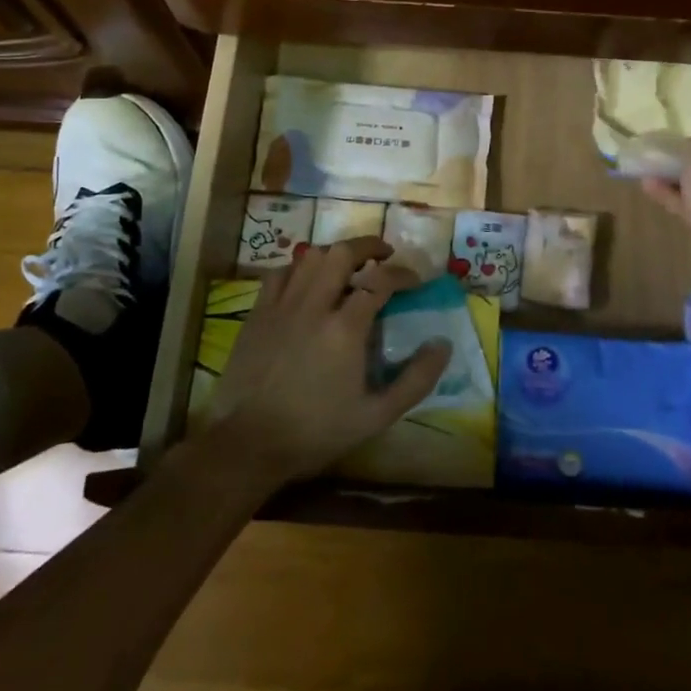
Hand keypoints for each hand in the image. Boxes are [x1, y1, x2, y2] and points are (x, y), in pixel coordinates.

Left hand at [209, 237, 449, 484]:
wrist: (248, 445)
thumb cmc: (316, 432)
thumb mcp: (376, 416)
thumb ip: (415, 379)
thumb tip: (442, 344)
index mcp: (345, 328)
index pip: (381, 280)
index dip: (403, 274)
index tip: (414, 281)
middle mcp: (314, 305)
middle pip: (342, 252)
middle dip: (368, 245)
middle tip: (384, 254)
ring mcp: (281, 305)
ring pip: (311, 257)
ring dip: (335, 254)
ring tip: (349, 265)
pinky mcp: (257, 313)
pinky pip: (280, 273)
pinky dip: (300, 268)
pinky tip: (307, 281)